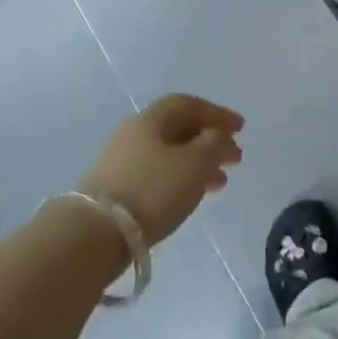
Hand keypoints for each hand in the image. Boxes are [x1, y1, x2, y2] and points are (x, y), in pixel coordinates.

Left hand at [80, 95, 243, 245]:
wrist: (96, 234)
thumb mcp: (197, 163)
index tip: (241, 129)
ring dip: (198, 164)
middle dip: (210, 141)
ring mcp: (121, 163)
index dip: (217, 113)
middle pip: (178, 129)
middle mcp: (133, 135)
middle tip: (235, 158)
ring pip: (169, 155)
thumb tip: (218, 136)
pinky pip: (158, 175)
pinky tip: (192, 196)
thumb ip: (215, 144)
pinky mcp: (117, 190)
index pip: (188, 105)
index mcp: (151, 119)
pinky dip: (181, 180)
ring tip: (220, 184)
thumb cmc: (154, 189)